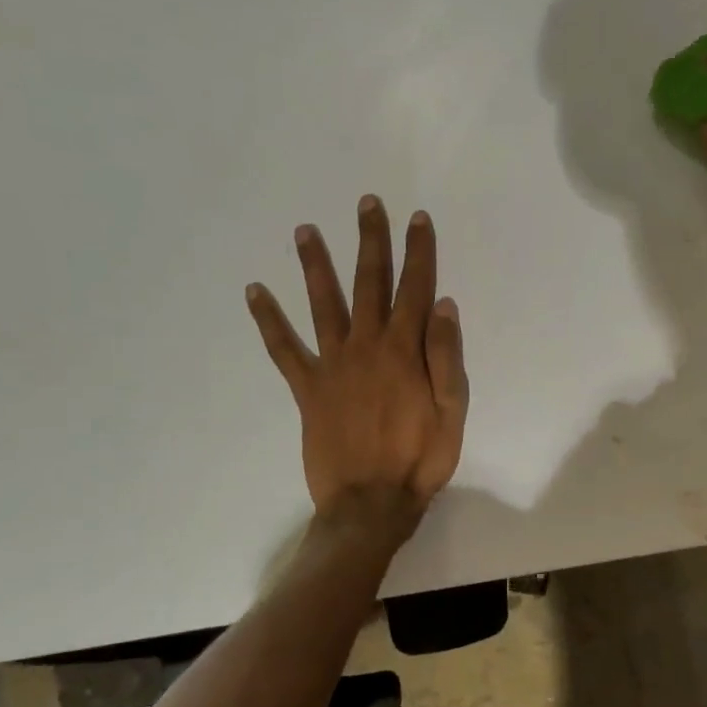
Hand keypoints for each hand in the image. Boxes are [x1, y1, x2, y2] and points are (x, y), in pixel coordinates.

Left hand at [247, 197, 467, 536]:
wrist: (371, 503)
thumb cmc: (421, 459)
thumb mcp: (453, 411)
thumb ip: (447, 357)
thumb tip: (444, 304)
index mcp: (406, 350)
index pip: (415, 288)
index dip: (419, 251)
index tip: (417, 218)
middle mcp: (367, 346)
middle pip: (369, 283)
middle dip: (371, 241)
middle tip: (367, 204)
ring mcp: (333, 365)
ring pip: (323, 304)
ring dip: (315, 265)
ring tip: (304, 230)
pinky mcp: (307, 388)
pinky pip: (284, 349)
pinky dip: (268, 321)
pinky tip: (254, 292)